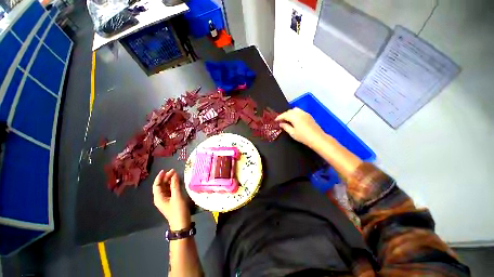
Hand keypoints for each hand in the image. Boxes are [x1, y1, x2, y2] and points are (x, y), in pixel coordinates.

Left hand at [153, 169, 190, 230]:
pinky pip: (171, 190)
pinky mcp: (171, 200)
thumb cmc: (178, 210)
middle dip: (166, 178)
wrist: (181, 223)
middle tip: (174, 171)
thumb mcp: (177, 196)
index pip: (157, 185)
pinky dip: (174, 185)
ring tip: (176, 174)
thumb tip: (174, 174)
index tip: (165, 170)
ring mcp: (166, 199)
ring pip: (166, 187)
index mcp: (159, 197)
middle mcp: (161, 198)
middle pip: (162, 185)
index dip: (160, 177)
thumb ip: (175, 185)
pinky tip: (178, 181)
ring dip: (170, 180)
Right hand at [276, 107, 324, 147]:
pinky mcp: (309, 115)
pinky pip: (299, 111)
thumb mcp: (292, 133)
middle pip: (289, 111)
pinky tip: (294, 119)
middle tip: (281, 120)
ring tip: (287, 119)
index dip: (279, 117)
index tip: (275, 120)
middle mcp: (300, 113)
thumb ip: (286, 127)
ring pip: (295, 110)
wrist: (317, 138)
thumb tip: (281, 124)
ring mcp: (305, 113)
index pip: (284, 115)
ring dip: (290, 113)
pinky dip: (295, 113)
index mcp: (294, 117)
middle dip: (284, 114)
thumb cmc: (303, 137)